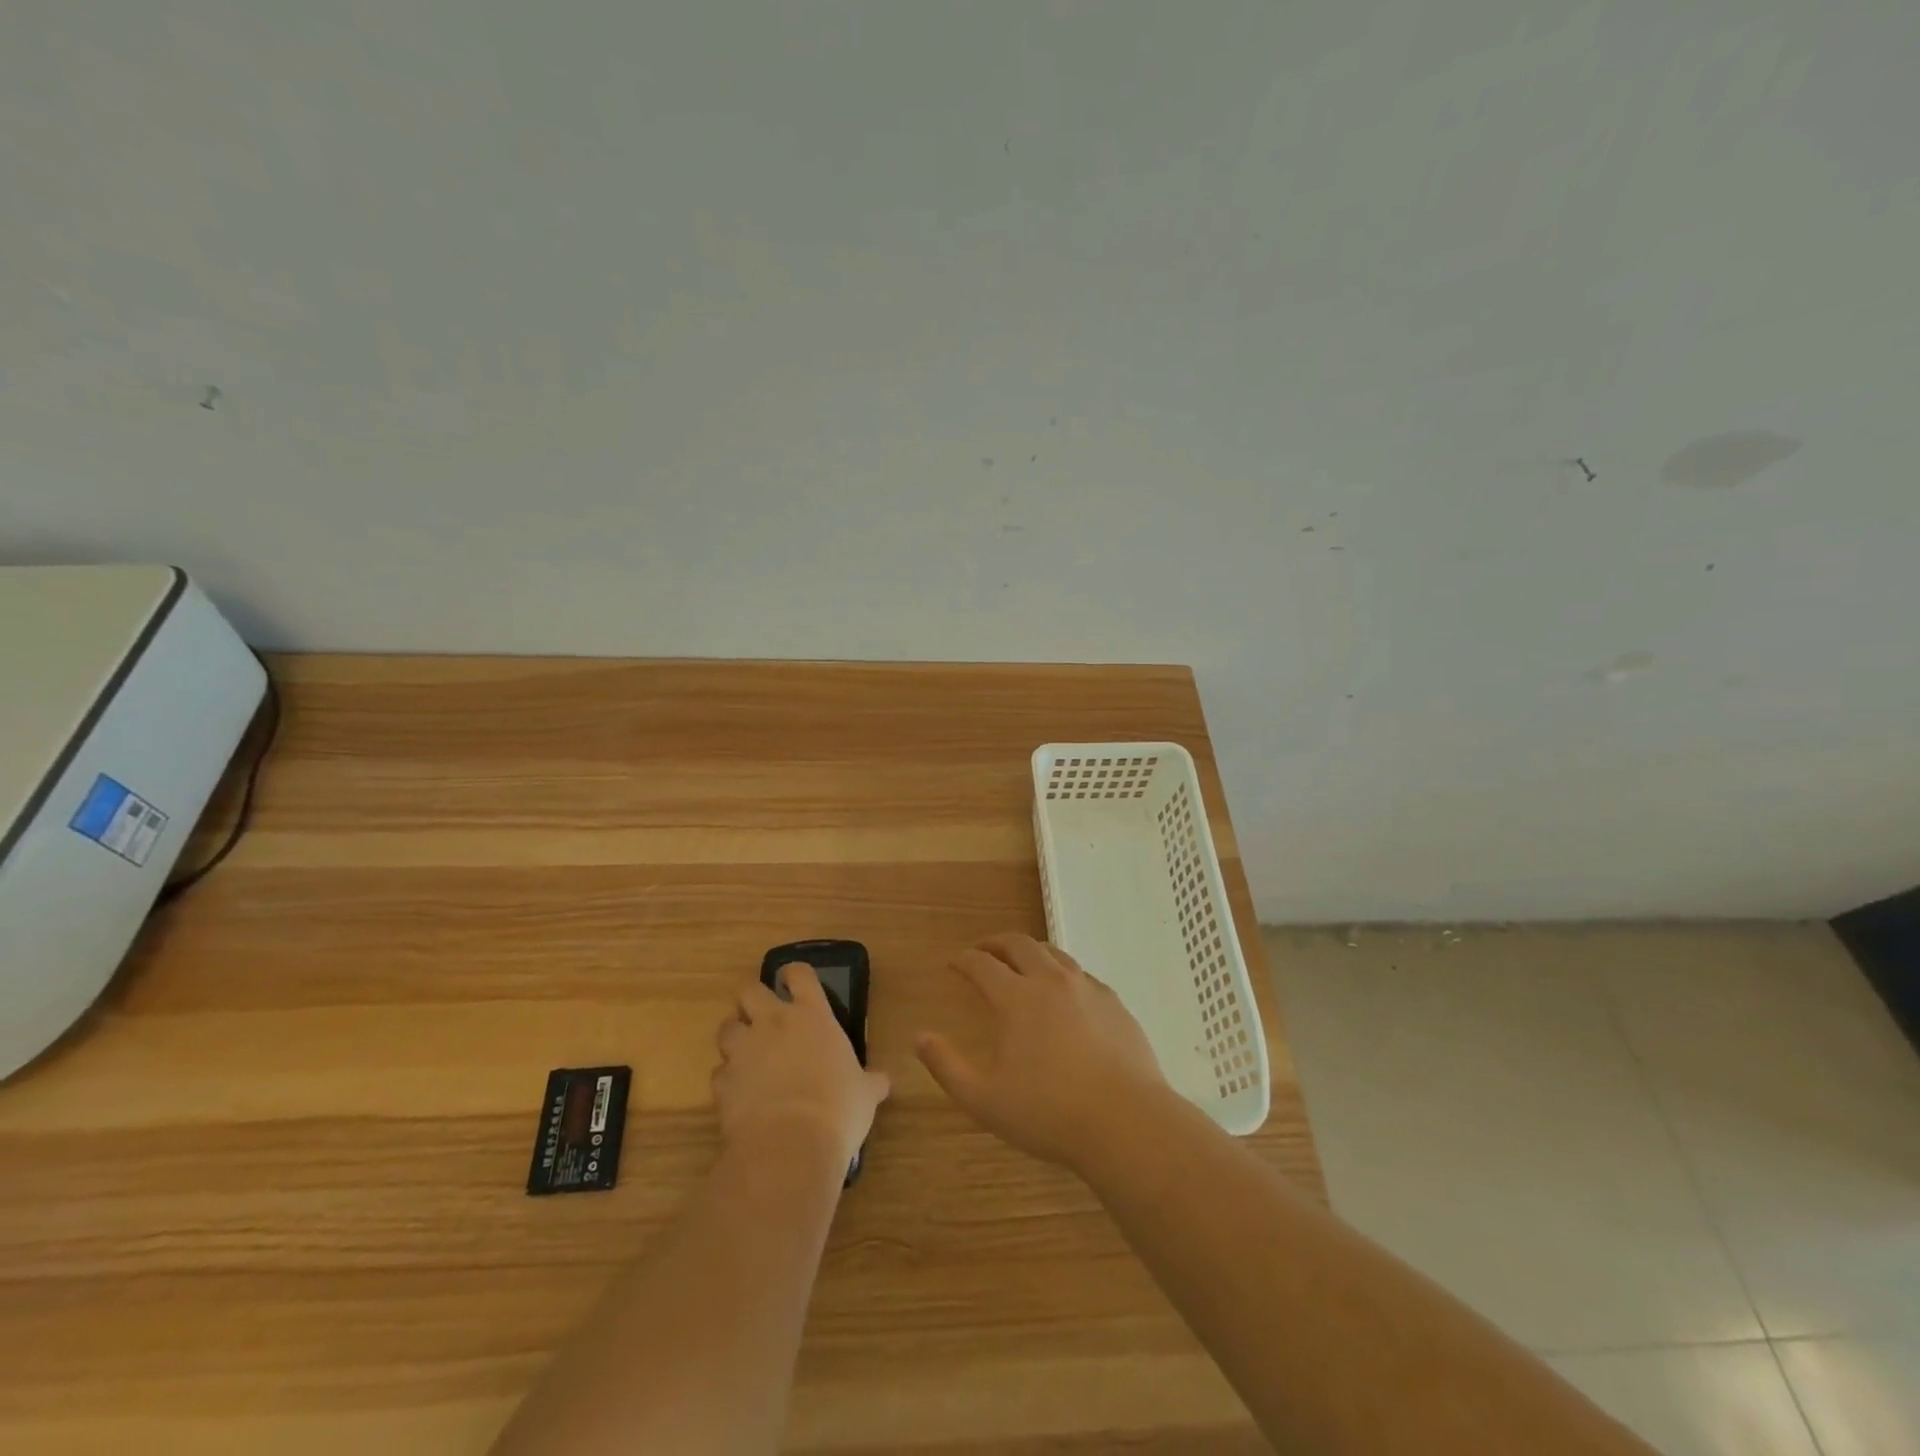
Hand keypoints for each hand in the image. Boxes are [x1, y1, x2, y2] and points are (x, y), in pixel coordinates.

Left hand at [714, 965, 889, 1170]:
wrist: (790, 1146)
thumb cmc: (838, 1109)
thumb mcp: (865, 1093)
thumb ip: (871, 1082)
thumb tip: (884, 1082)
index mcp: (812, 1015)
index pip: (799, 974)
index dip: (794, 974)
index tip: (793, 982)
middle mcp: (773, 1022)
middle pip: (750, 990)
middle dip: (753, 1001)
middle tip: (765, 1019)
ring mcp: (743, 1050)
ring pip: (726, 1028)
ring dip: (736, 1038)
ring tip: (748, 1056)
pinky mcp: (722, 1082)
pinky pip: (720, 1073)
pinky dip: (729, 1080)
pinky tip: (741, 1096)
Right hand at [915, 933, 1173, 1172]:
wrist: (1126, 1122)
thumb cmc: (1049, 1114)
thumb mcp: (984, 1100)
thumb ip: (947, 1066)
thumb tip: (920, 1038)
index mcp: (1016, 999)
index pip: (982, 965)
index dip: (963, 959)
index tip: (953, 962)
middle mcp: (1050, 981)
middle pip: (1018, 945)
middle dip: (995, 943)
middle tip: (983, 951)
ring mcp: (1086, 988)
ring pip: (1053, 953)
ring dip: (1030, 951)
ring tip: (1021, 962)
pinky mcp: (1114, 1002)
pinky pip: (1081, 974)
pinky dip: (1061, 972)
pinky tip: (1063, 991)